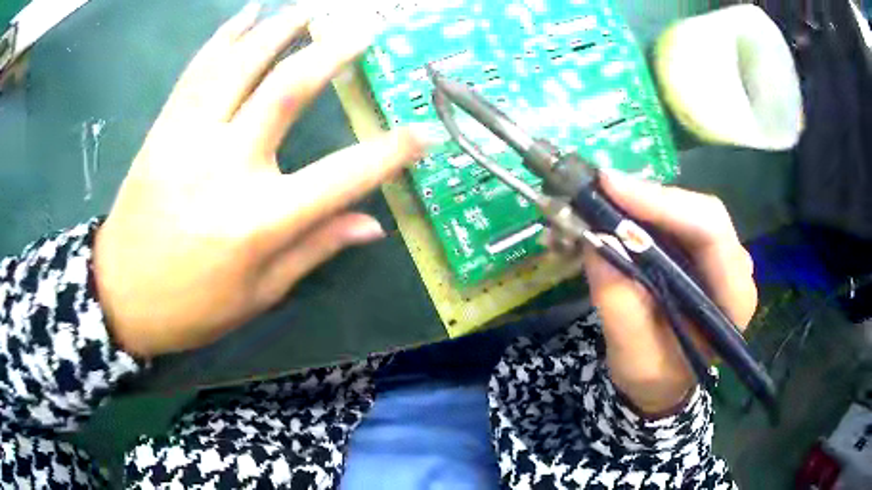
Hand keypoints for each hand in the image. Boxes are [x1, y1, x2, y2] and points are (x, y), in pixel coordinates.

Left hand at [94, 5, 430, 357]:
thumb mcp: (258, 294)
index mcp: (259, 221)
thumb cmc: (191, 307)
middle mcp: (226, 167)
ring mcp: (188, 139)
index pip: (343, 176)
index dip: (391, 152)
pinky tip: (246, 14)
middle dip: (332, 50)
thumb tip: (372, 225)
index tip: (426, 131)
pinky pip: (198, 70)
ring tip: (310, 8)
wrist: (119, 296)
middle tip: (363, 27)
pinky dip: (224, 36)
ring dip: (280, 28)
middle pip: (287, 89)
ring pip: (240, 64)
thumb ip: (314, 249)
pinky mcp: (163, 129)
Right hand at [583, 172, 756, 414]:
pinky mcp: (704, 252)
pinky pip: (678, 218)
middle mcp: (736, 269)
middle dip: (650, 198)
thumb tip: (595, 240)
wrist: (665, 381)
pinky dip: (646, 212)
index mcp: (734, 300)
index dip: (664, 204)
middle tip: (600, 189)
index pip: (711, 233)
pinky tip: (620, 212)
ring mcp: (722, 257)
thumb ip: (619, 302)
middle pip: (701, 212)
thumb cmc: (655, 376)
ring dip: (646, 202)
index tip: (611, 189)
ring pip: (688, 209)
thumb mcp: (632, 355)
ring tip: (604, 200)